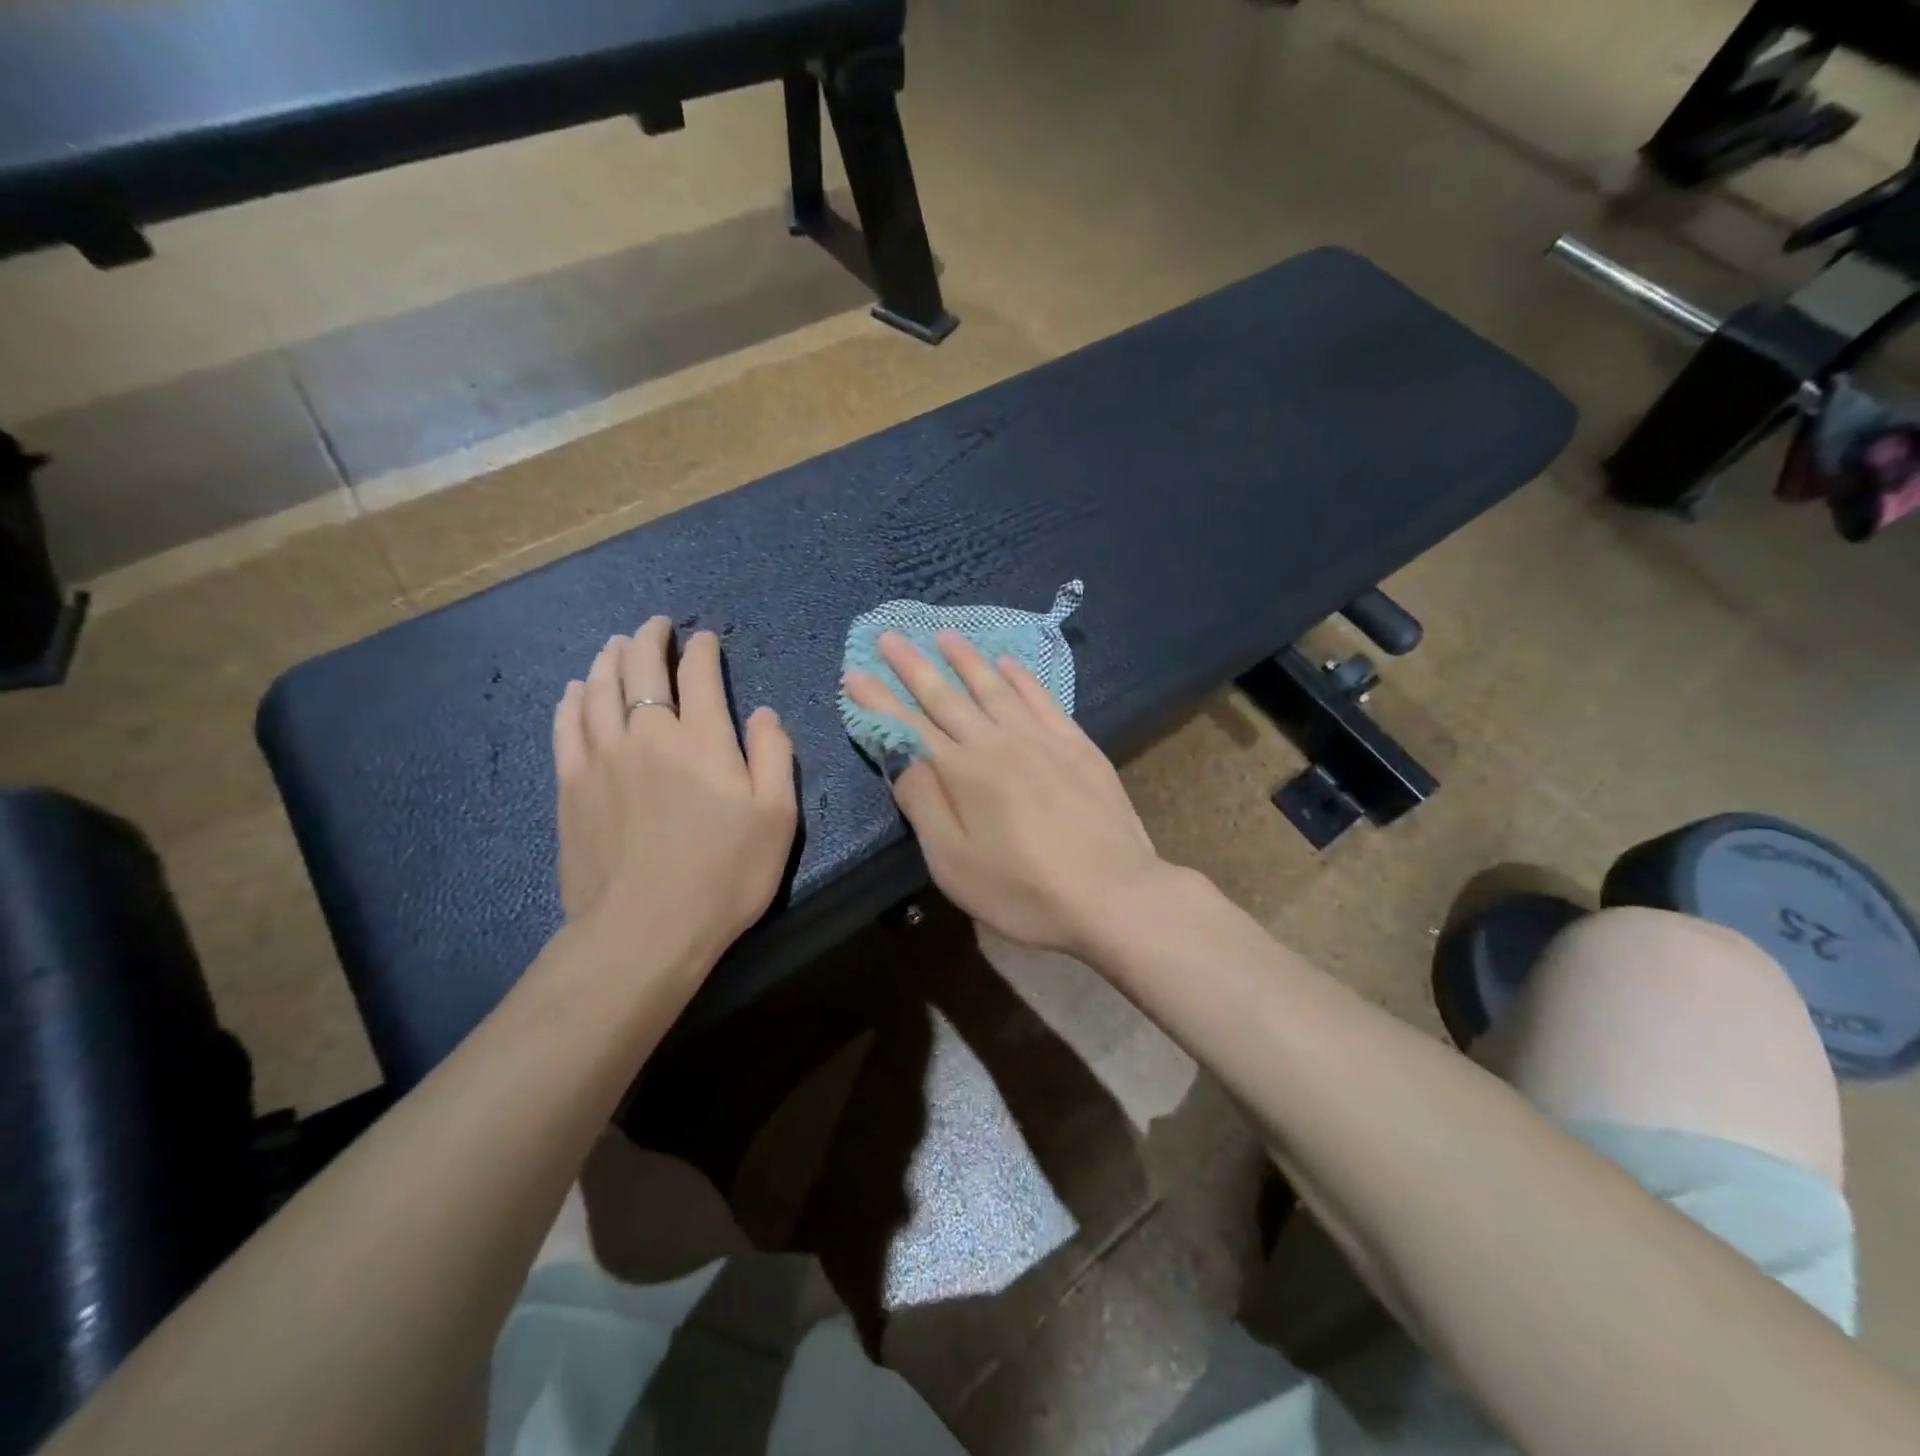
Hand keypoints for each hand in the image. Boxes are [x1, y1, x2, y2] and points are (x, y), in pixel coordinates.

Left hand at [552, 618, 796, 969]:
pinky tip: (575, 690)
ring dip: (608, 659)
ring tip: (615, 645)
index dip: (702, 650)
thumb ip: (775, 755)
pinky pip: (567, 726)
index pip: (699, 674)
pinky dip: (572, 700)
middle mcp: (648, 734)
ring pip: (598, 689)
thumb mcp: (777, 817)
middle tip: (654, 625)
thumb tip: (763, 712)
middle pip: (641, 669)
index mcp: (702, 739)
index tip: (704, 638)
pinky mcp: (571, 785)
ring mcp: (602, 757)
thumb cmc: (724, 874)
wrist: (645, 930)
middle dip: (649, 639)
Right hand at [844, 631, 1164, 956]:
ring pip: (994, 686)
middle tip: (890, 636)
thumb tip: (901, 756)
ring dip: (966, 658)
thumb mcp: (954, 862)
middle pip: (947, 696)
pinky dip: (1021, 676)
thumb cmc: (1023, 890)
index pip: (909, 726)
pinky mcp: (1076, 743)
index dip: (879, 700)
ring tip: (944, 634)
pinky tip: (1008, 662)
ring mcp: (1041, 738)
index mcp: (962, 772)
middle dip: (913, 666)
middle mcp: (997, 742)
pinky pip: (1041, 697)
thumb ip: (923, 803)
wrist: (1113, 893)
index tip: (855, 672)